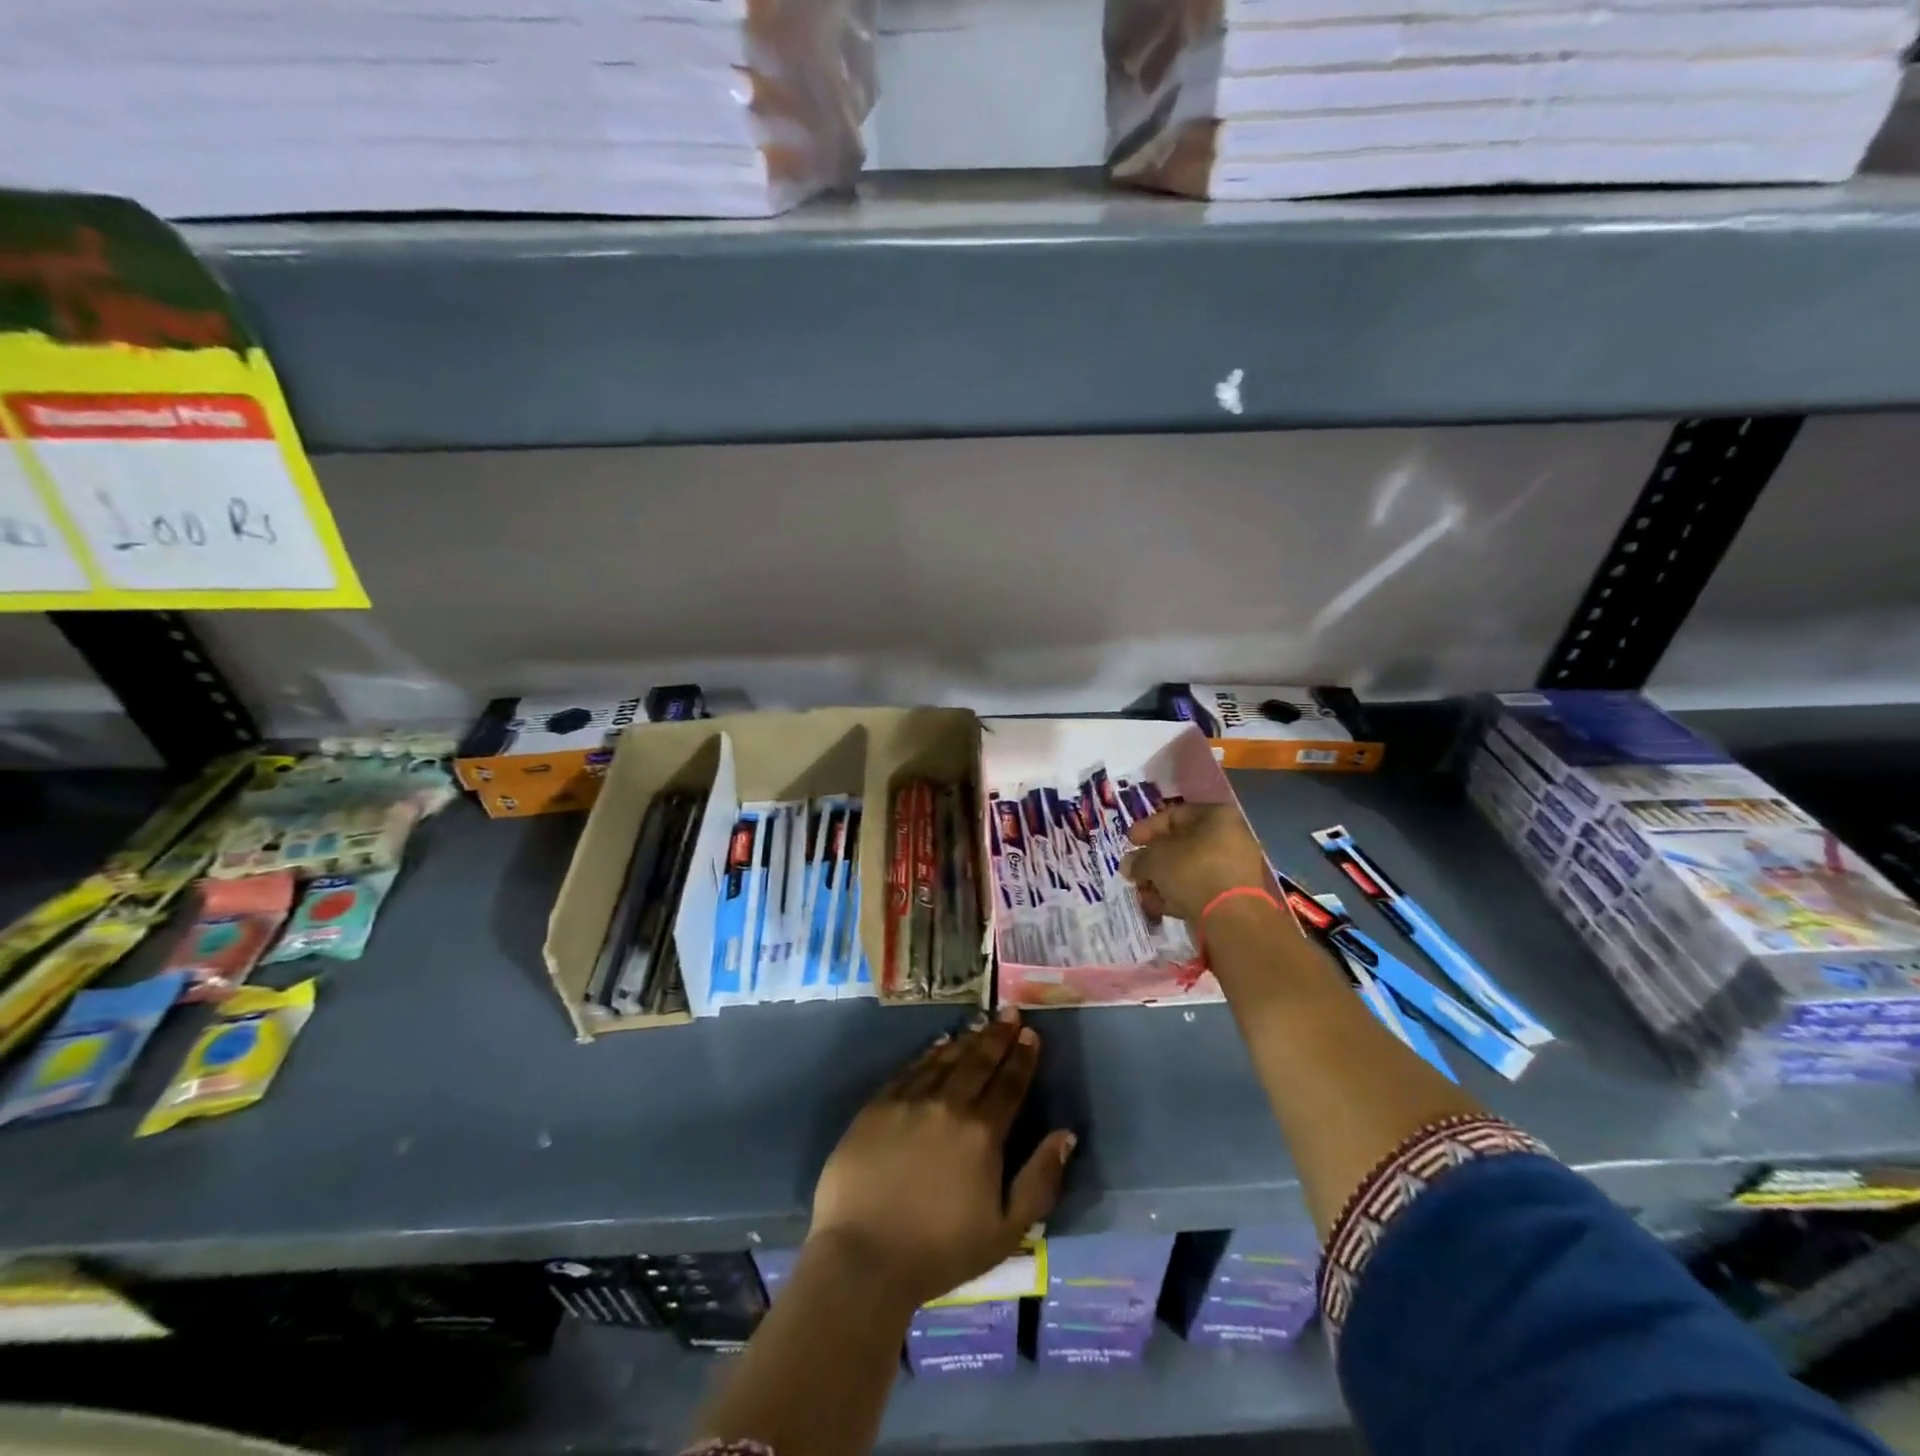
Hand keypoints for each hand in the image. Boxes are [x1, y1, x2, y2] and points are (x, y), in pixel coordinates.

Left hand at [808, 1008, 1076, 1311]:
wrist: (863, 1257)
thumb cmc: (940, 1251)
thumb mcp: (1006, 1230)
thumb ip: (1040, 1180)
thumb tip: (1066, 1134)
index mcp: (982, 1133)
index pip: (1009, 1084)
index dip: (1023, 1057)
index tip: (1031, 1034)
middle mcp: (948, 1104)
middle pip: (979, 1061)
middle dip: (998, 1036)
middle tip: (1010, 1013)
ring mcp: (909, 1100)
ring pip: (945, 1058)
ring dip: (966, 1039)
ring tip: (981, 1023)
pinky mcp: (878, 1105)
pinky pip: (911, 1069)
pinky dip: (929, 1053)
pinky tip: (938, 1045)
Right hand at [1120, 803, 1270, 922]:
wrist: (1231, 917)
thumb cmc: (1191, 871)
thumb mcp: (1154, 859)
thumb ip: (1139, 859)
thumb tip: (1129, 865)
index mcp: (1216, 816)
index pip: (1174, 815)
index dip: (1147, 828)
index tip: (1129, 842)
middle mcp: (1230, 837)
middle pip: (1182, 844)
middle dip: (1154, 859)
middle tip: (1133, 869)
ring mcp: (1234, 867)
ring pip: (1189, 869)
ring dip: (1163, 879)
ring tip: (1142, 892)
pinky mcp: (1233, 895)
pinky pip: (1200, 888)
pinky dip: (1178, 894)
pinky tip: (1157, 905)